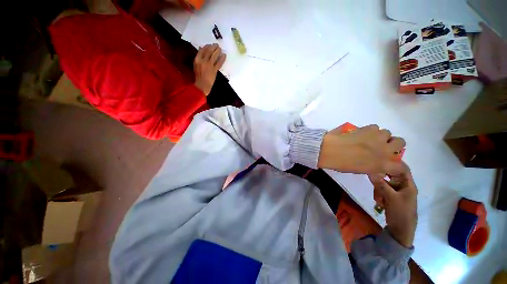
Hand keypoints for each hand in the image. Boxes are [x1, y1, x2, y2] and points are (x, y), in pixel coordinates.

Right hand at [193, 44, 225, 95]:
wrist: (202, 85)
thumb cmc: (199, 76)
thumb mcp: (196, 65)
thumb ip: (199, 58)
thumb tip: (203, 50)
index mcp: (197, 59)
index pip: (203, 50)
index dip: (207, 46)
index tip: (210, 45)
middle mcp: (203, 61)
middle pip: (209, 51)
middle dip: (213, 47)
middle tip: (217, 45)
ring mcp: (209, 65)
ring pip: (214, 55)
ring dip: (218, 51)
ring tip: (220, 49)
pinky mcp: (214, 70)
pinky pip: (219, 63)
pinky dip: (222, 59)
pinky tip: (224, 55)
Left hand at [317, 124, 404, 174]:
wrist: (331, 150)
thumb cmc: (342, 163)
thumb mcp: (360, 170)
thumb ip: (373, 168)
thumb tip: (377, 166)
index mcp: (382, 165)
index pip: (401, 167)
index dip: (398, 165)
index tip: (392, 163)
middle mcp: (385, 150)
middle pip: (401, 142)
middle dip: (393, 144)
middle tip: (381, 146)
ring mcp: (378, 138)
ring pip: (387, 132)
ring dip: (380, 136)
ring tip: (368, 138)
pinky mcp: (368, 128)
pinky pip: (375, 127)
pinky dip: (370, 130)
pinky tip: (360, 133)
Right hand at [368, 162, 417, 247]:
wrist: (401, 230)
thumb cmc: (401, 213)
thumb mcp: (390, 198)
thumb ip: (381, 184)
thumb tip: (371, 172)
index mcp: (408, 185)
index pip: (402, 170)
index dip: (393, 164)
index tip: (380, 161)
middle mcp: (403, 187)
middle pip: (389, 177)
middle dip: (381, 182)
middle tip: (375, 186)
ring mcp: (396, 192)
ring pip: (383, 184)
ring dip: (378, 190)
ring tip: (379, 200)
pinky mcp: (390, 197)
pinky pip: (382, 191)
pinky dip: (379, 195)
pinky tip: (379, 202)